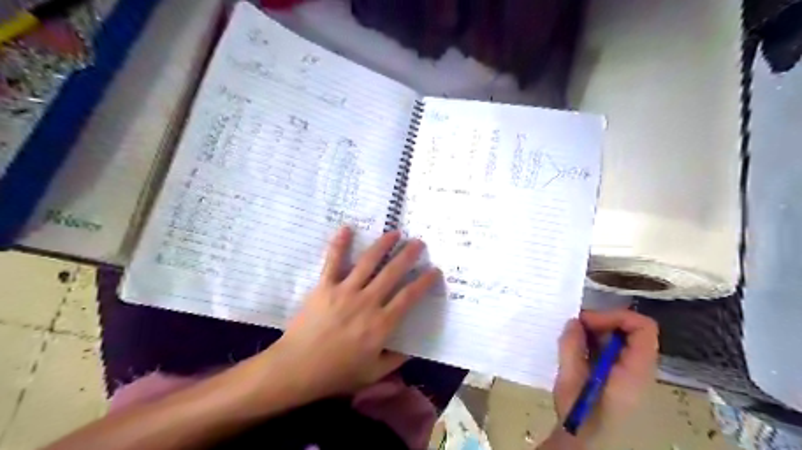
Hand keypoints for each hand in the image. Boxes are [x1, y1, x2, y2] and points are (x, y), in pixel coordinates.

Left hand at [267, 228, 437, 400]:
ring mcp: (345, 291)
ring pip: (368, 262)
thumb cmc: (336, 373)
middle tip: (418, 242)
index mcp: (381, 324)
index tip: (434, 270)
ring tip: (395, 232)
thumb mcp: (372, 373)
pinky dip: (340, 244)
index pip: (409, 297)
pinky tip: (347, 228)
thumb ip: (395, 360)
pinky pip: (333, 261)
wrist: (296, 369)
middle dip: (408, 255)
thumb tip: (412, 349)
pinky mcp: (325, 286)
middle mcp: (367, 302)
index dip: (424, 282)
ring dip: (383, 245)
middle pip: (392, 273)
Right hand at [553, 309, 657, 439]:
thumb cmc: (579, 413)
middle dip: (603, 321)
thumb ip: (572, 347)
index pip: (643, 329)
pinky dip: (596, 340)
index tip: (587, 320)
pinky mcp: (620, 374)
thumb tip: (574, 321)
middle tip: (575, 325)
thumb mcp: (570, 380)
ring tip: (573, 336)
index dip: (616, 316)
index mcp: (634, 371)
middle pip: (632, 330)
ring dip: (597, 331)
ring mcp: (631, 371)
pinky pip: (614, 347)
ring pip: (622, 337)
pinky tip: (578, 347)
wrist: (583, 440)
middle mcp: (639, 369)